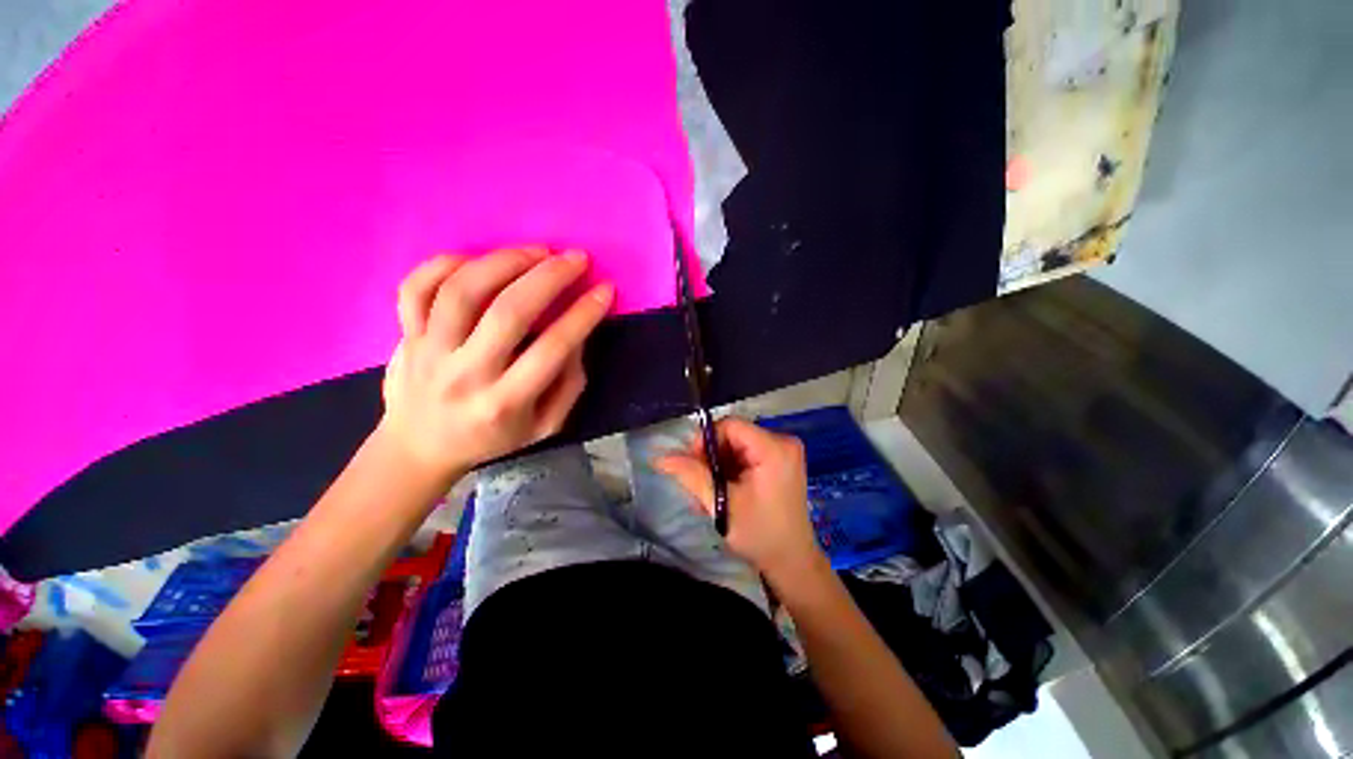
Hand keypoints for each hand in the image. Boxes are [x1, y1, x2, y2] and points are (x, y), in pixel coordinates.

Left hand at [379, 248, 612, 484]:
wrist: (420, 449)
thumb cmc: (493, 437)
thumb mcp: (545, 426)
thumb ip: (568, 385)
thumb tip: (578, 334)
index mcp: (506, 402)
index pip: (553, 348)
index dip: (583, 314)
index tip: (605, 289)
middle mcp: (467, 374)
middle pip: (508, 313)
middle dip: (549, 278)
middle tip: (577, 258)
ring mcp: (430, 351)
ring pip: (462, 292)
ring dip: (505, 262)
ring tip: (537, 251)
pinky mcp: (406, 335)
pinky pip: (416, 288)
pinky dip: (444, 264)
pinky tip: (478, 259)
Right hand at [656, 417, 826, 585]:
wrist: (793, 562)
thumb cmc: (760, 535)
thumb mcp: (722, 505)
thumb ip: (692, 476)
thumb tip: (662, 458)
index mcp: (774, 448)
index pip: (730, 425)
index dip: (706, 440)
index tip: (692, 464)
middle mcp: (783, 442)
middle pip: (734, 434)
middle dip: (712, 456)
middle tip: (700, 483)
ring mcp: (784, 451)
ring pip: (737, 444)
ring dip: (719, 465)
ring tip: (711, 491)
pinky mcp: (781, 461)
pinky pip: (747, 453)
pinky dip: (732, 468)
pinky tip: (725, 490)